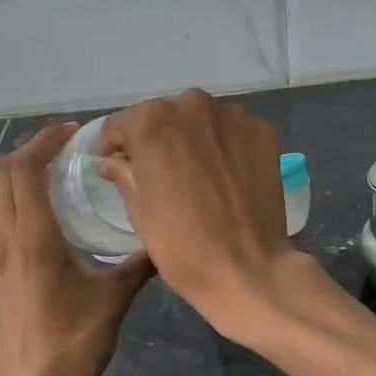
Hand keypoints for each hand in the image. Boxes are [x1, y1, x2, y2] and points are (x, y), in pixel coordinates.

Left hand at [0, 123, 153, 375]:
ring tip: (47, 172)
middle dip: (29, 151)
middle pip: (2, 176)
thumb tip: (167, 240)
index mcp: (34, 239)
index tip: (72, 132)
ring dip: (13, 174)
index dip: (44, 143)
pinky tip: (37, 212)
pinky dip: (7, 199)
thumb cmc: (74, 344)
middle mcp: (5, 240)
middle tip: (63, 147)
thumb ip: (140, 264)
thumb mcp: (115, 300)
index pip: (25, 171)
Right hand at [95, 90, 295, 337]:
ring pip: (200, 122)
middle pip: (163, 116)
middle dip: (155, 140)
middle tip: (156, 172)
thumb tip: (113, 160)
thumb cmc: (180, 244)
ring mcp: (233, 117)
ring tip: (194, 175)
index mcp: (152, 121)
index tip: (113, 164)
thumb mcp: (139, 210)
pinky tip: (224, 177)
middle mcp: (192, 105)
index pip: (121, 124)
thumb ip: (123, 173)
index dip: (113, 146)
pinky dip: (223, 148)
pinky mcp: (262, 133)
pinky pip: (231, 133)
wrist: (247, 269)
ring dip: (191, 140)